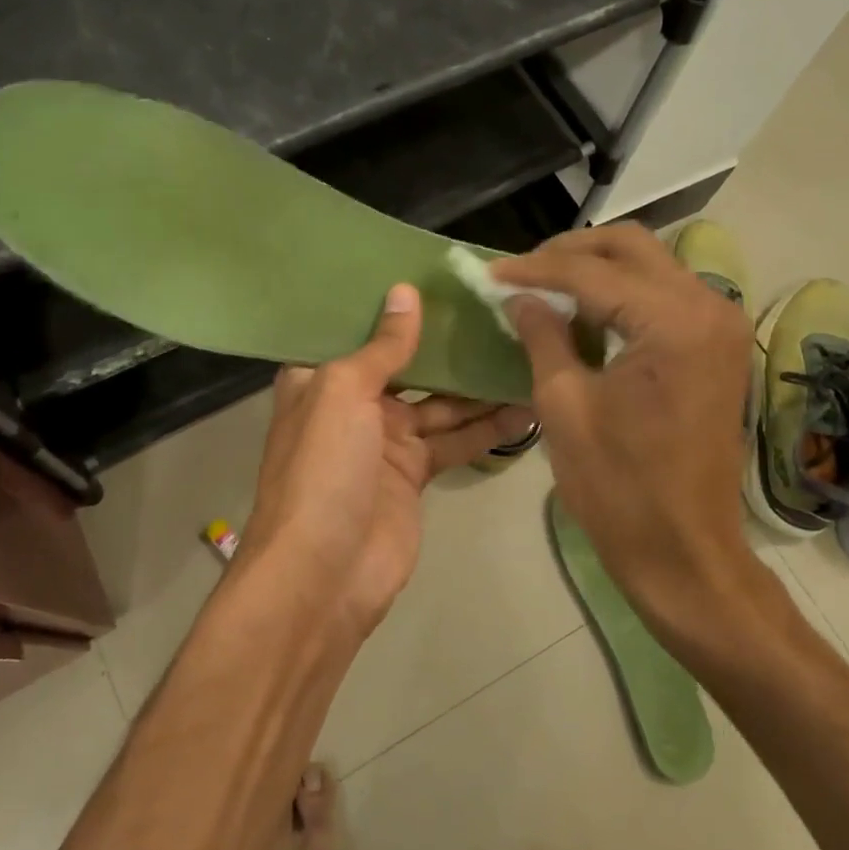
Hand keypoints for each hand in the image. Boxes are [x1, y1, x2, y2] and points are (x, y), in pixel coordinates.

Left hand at [239, 283, 536, 635]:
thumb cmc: (322, 469)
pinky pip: (456, 441)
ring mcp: (386, 440)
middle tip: (499, 310)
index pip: (360, 328)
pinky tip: (526, 408)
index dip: (396, 304)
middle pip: (408, 363)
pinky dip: (487, 428)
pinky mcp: (415, 473)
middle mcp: (353, 402)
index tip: (440, 274)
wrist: (323, 575)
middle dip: (448, 342)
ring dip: (478, 385)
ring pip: (441, 402)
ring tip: (525, 353)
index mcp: (321, 377)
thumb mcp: (344, 392)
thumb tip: (405, 293)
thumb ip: (382, 346)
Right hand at [492, 226, 757, 633]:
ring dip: (596, 268)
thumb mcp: (564, 405)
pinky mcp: (716, 347)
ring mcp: (719, 326)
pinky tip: (583, 311)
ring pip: (650, 265)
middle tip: (520, 273)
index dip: (534, 269)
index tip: (490, 273)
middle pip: (631, 246)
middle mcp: (708, 307)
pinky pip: (664, 295)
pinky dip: (621, 293)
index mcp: (672, 322)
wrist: (685, 551)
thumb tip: (519, 297)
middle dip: (569, 252)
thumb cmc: (619, 486)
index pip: (592, 271)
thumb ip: (542, 336)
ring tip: (544, 288)